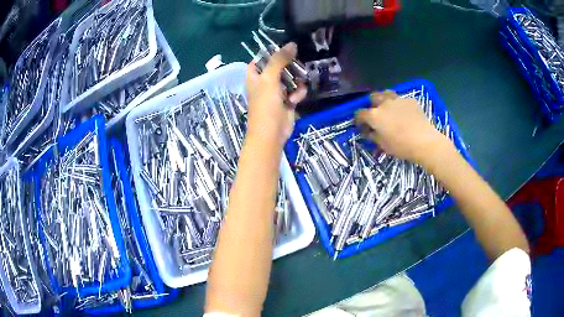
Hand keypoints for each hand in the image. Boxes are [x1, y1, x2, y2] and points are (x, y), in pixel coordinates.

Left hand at [246, 43, 306, 146]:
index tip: (286, 49)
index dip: (272, 53)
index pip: (261, 58)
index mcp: (255, 75)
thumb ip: (279, 60)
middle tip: (297, 65)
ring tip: (296, 87)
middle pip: (279, 65)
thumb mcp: (270, 78)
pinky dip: (298, 93)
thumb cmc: (265, 104)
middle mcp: (265, 81)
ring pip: (291, 77)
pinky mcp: (287, 100)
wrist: (271, 133)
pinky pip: (296, 90)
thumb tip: (292, 44)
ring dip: (296, 81)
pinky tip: (296, 99)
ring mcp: (276, 91)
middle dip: (290, 66)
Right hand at [355, 91, 450, 166]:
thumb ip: (373, 136)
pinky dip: (399, 105)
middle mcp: (384, 103)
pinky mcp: (410, 100)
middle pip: (372, 97)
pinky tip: (405, 114)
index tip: (362, 127)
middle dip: (371, 105)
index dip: (359, 120)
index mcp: (374, 115)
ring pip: (386, 94)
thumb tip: (369, 132)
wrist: (424, 141)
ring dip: (384, 100)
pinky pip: (401, 100)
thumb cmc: (401, 146)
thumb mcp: (383, 145)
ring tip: (388, 109)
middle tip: (375, 115)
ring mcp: (398, 100)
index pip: (360, 113)